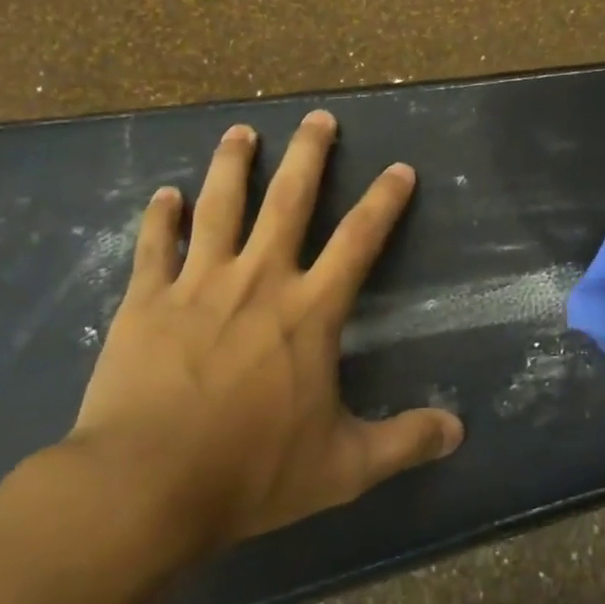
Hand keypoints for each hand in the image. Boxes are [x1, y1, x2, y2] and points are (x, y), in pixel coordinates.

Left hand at [68, 111, 463, 558]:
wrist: (145, 485)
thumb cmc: (252, 472)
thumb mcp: (344, 467)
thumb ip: (404, 442)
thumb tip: (459, 431)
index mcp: (309, 312)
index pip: (359, 241)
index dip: (385, 202)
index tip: (400, 168)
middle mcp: (258, 281)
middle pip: (288, 201)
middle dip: (308, 155)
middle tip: (318, 118)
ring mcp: (197, 285)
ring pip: (218, 207)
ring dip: (231, 164)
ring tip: (241, 131)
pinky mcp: (146, 302)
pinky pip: (154, 246)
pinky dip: (160, 217)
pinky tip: (163, 194)